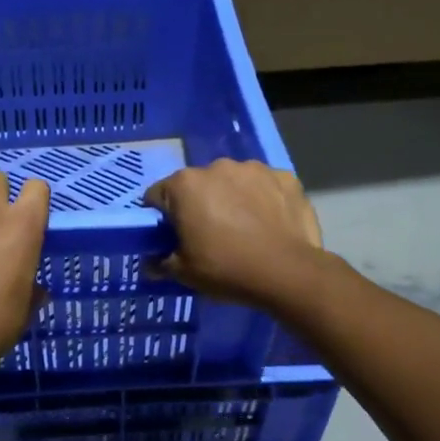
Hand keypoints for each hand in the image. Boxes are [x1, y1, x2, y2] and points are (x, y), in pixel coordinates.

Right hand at [142, 158, 324, 309]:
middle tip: (209, 235)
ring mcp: (254, 169)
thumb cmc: (226, 269)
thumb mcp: (183, 273)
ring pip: (233, 182)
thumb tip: (151, 263)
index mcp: (185, 185)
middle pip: (197, 185)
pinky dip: (263, 199)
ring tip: (243, 228)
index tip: (172, 237)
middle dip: (199, 204)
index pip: (158, 196)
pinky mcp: (286, 177)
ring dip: (232, 198)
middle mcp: (217, 167)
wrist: (288, 273)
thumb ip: (161, 263)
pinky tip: (269, 223)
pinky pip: (265, 186)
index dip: (162, 218)